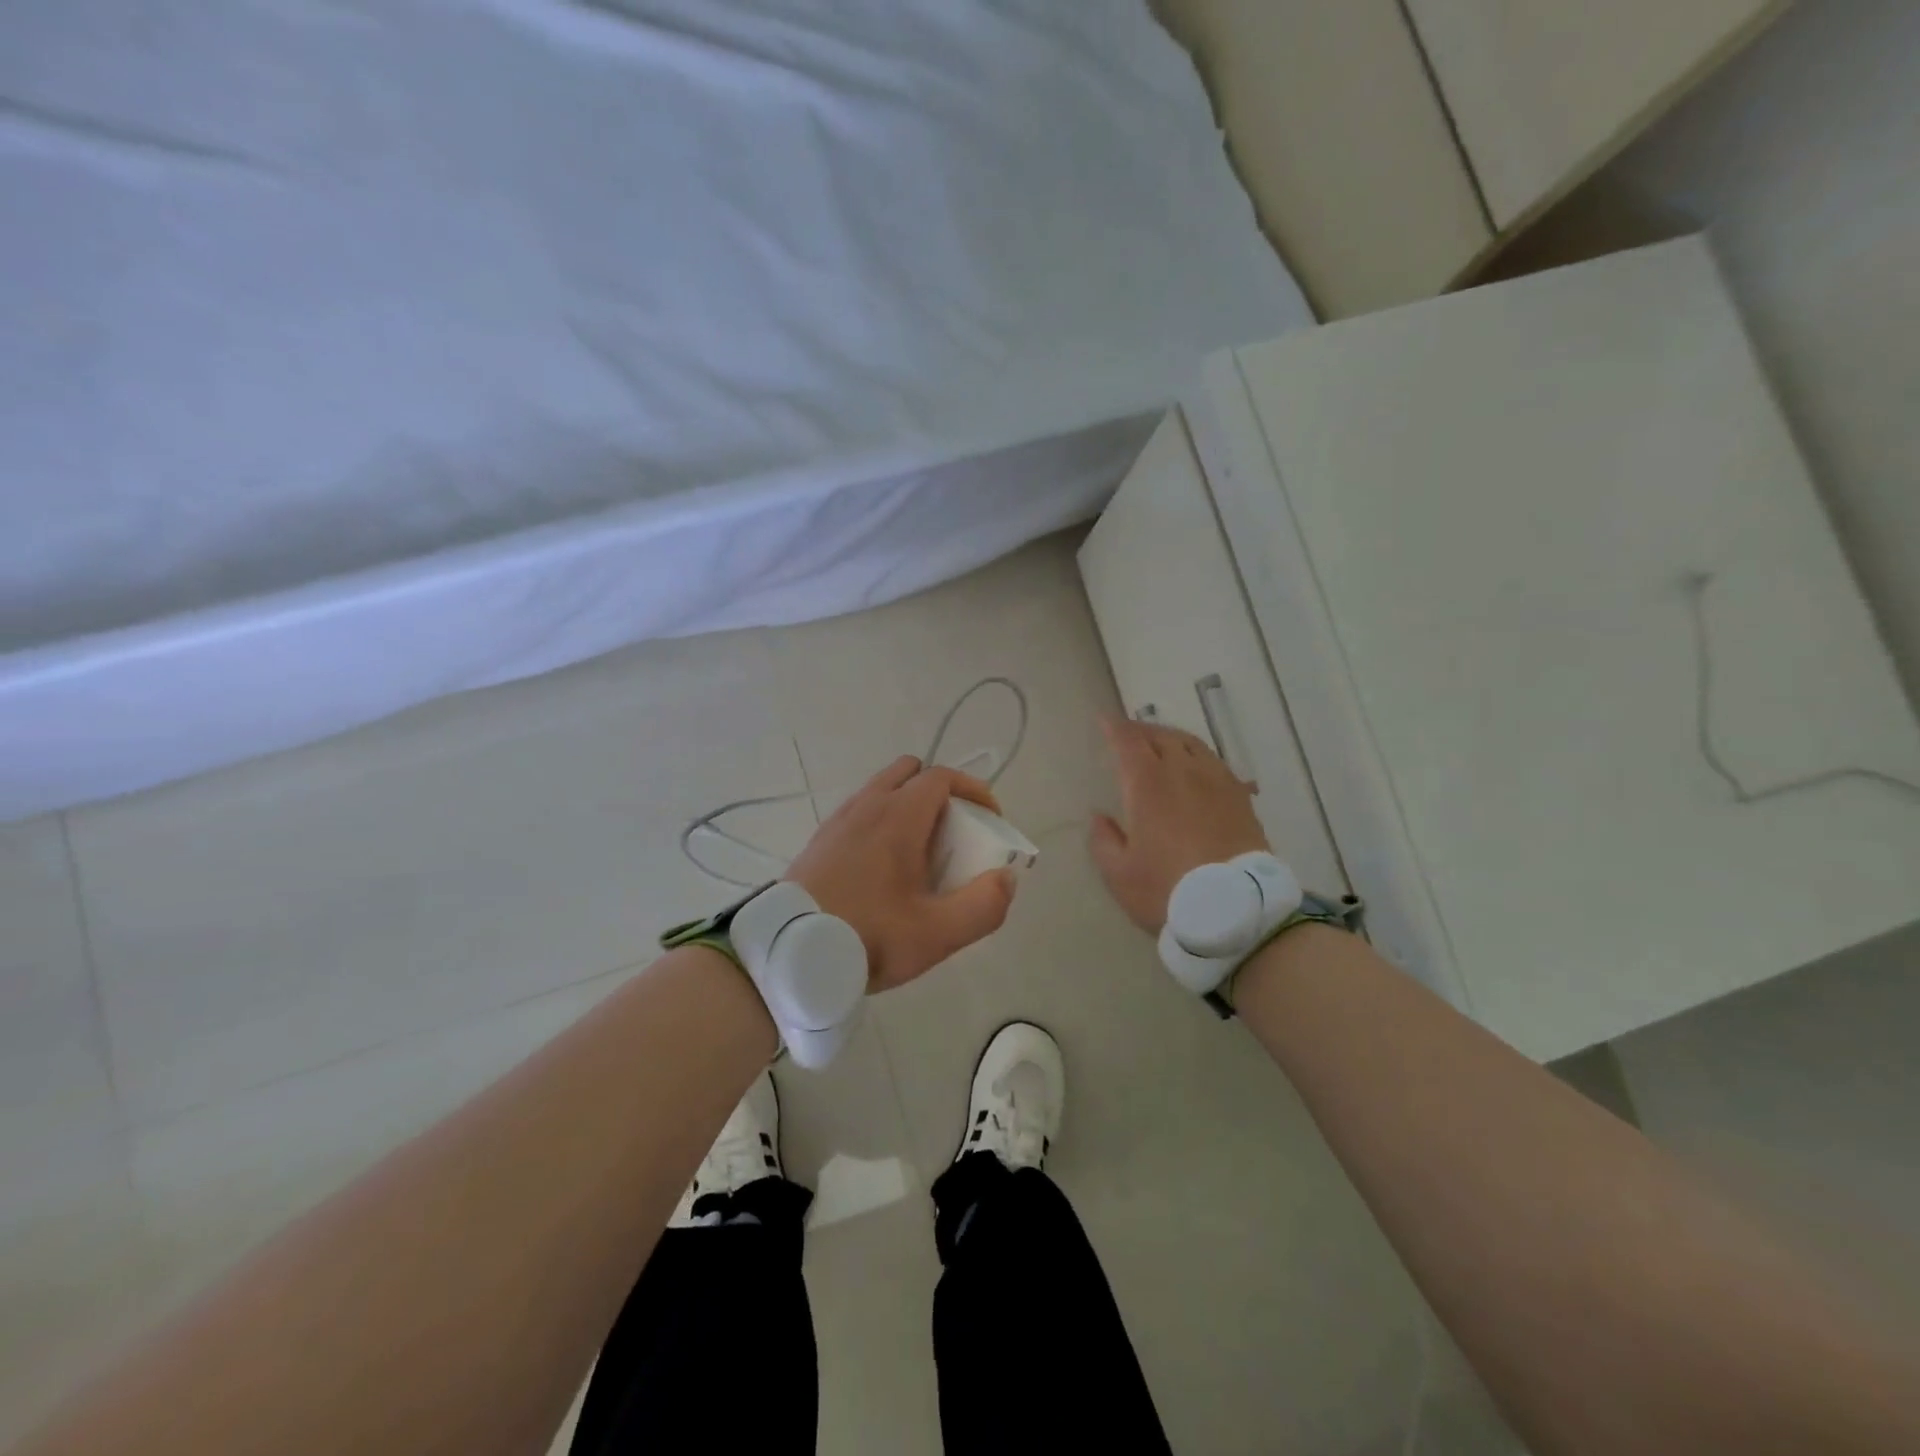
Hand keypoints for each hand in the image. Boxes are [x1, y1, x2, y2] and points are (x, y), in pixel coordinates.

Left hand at [786, 756, 1017, 992]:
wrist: (788, 955)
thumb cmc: (867, 937)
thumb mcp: (937, 934)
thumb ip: (983, 906)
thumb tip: (1005, 878)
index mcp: (898, 816)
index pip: (942, 777)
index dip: (973, 790)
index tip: (990, 819)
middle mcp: (867, 806)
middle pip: (910, 772)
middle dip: (940, 791)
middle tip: (953, 831)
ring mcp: (839, 820)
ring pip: (881, 789)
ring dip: (908, 805)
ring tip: (920, 850)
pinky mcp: (820, 840)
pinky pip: (859, 811)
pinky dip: (881, 820)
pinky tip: (883, 864)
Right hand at [1089, 716, 1268, 933]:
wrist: (1236, 909)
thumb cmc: (1167, 890)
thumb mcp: (1119, 874)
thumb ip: (1104, 840)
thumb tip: (1099, 817)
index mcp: (1147, 784)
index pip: (1128, 742)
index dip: (1114, 728)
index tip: (1104, 720)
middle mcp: (1182, 772)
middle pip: (1160, 736)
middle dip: (1141, 730)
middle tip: (1128, 734)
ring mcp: (1216, 782)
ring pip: (1191, 744)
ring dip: (1171, 737)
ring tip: (1161, 743)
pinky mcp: (1240, 797)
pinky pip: (1214, 762)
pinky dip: (1197, 756)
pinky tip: (1196, 767)